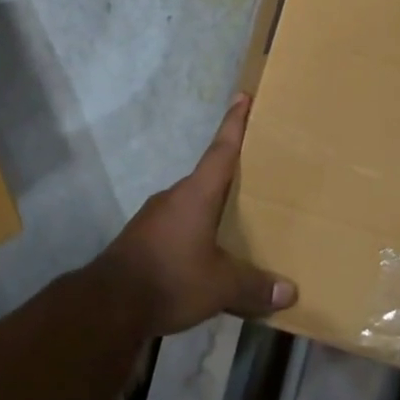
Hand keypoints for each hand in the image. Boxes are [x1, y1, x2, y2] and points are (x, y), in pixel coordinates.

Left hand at [100, 94, 297, 335]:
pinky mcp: (144, 237)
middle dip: (232, 172)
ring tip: (238, 219)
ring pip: (193, 203)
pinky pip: (179, 224)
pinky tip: (208, 252)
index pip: (221, 150)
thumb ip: (254, 286)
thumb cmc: (170, 278)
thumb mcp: (219, 286)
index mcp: (196, 194)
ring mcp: (155, 216)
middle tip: (258, 171)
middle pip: (209, 175)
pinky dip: (197, 230)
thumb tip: (290, 291)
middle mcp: (175, 196)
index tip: (243, 96)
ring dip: (213, 207)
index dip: (234, 123)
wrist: (108, 303)